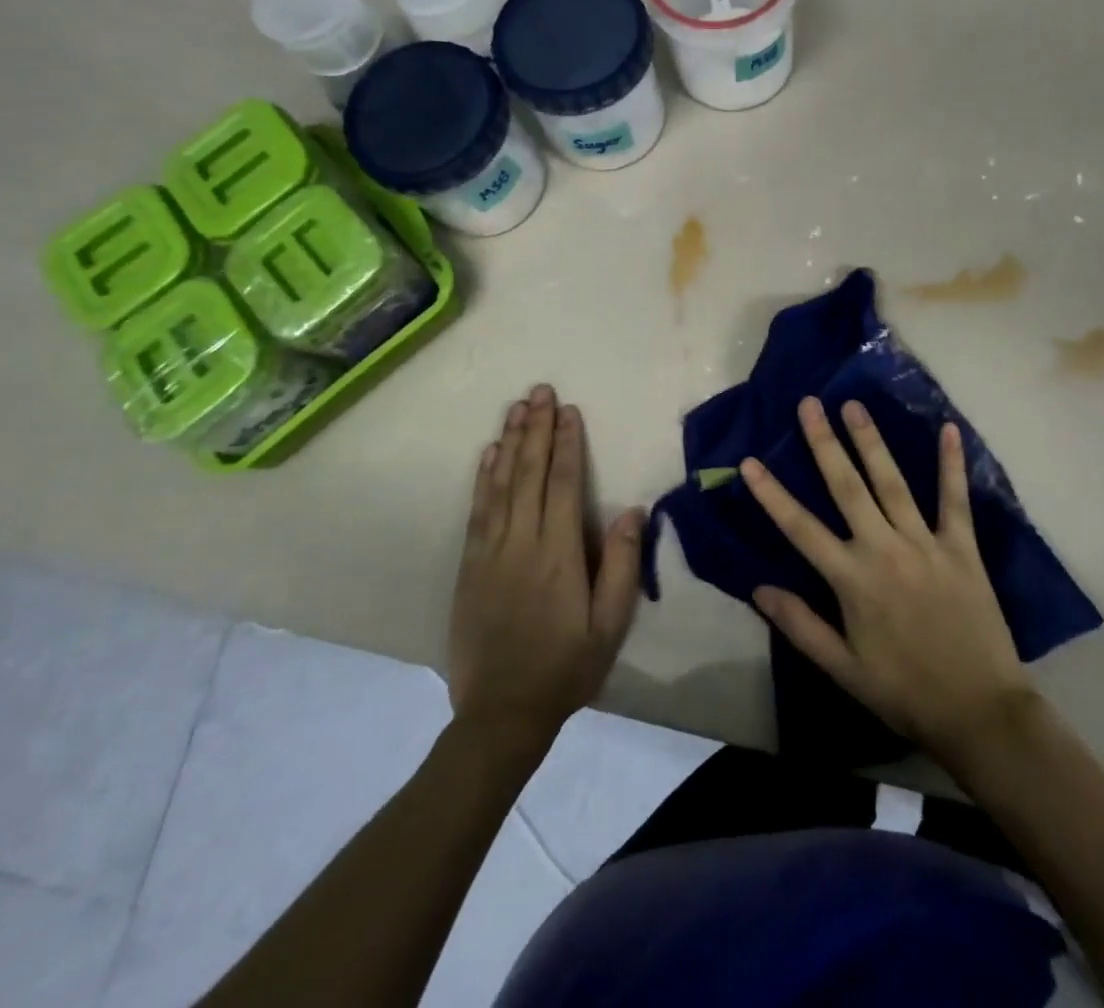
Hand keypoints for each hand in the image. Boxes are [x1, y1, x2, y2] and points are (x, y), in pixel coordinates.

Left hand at [448, 385, 643, 746]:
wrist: (501, 713)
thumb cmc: (566, 667)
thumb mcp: (610, 625)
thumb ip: (623, 564)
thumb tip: (634, 509)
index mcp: (559, 554)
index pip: (564, 484)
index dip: (567, 444)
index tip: (569, 410)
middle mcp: (521, 542)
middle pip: (530, 473)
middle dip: (536, 429)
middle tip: (540, 390)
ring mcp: (490, 552)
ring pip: (500, 484)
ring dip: (510, 442)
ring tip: (516, 408)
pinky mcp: (469, 566)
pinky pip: (477, 511)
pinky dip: (482, 478)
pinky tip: (488, 454)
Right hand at [742, 397, 1036, 768]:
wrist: (979, 711)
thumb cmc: (904, 691)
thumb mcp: (843, 668)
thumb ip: (800, 624)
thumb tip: (758, 588)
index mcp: (851, 579)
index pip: (800, 527)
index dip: (772, 493)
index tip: (750, 460)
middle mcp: (884, 549)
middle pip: (847, 487)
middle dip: (824, 443)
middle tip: (810, 404)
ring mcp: (925, 543)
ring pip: (892, 482)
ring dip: (871, 441)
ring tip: (854, 405)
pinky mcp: (962, 547)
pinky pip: (955, 499)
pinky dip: (952, 464)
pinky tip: (949, 429)